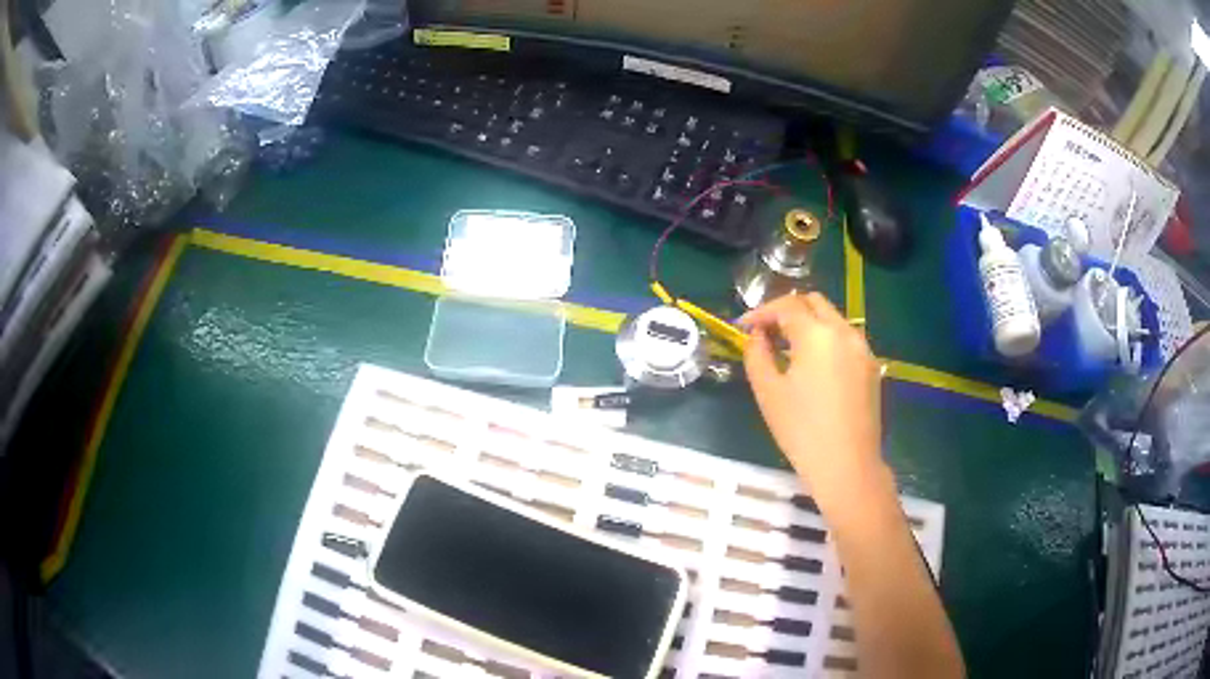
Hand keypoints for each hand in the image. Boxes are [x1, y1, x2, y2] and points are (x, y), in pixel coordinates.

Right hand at [741, 293, 884, 500]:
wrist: (848, 466)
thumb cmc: (802, 431)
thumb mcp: (768, 392)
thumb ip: (757, 355)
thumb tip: (757, 336)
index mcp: (818, 334)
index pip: (786, 305)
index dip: (761, 312)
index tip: (742, 326)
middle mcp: (845, 332)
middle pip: (814, 303)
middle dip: (787, 310)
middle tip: (766, 332)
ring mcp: (863, 349)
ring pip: (832, 319)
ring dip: (808, 324)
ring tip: (787, 349)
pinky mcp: (872, 367)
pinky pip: (845, 339)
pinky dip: (826, 340)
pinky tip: (813, 366)